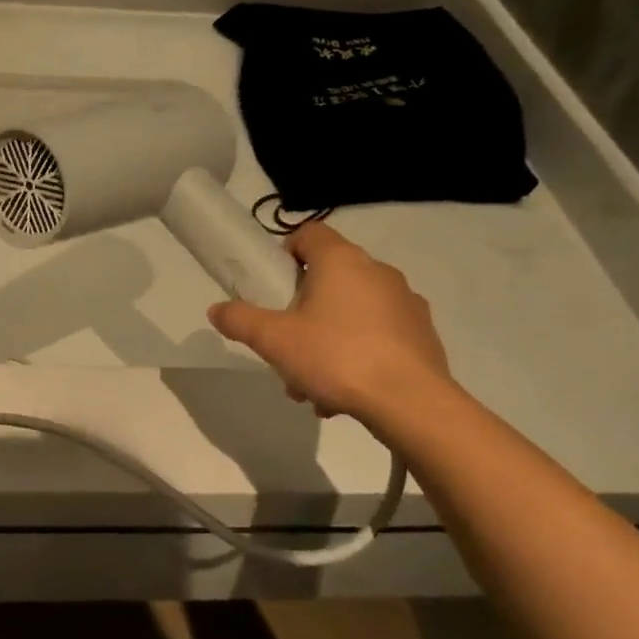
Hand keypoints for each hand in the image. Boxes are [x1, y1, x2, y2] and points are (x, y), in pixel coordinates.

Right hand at [208, 222, 453, 429]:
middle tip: (284, 344)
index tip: (271, 287)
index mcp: (342, 261)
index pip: (308, 234)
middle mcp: (377, 272)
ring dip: (324, 339)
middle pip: (327, 278)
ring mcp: (405, 302)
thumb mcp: (273, 340)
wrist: (411, 403)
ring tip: (310, 383)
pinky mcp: (422, 334)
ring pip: (350, 311)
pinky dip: (355, 353)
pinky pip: (377, 334)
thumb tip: (216, 310)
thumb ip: (240, 320)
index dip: (284, 254)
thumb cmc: (337, 357)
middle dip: (300, 311)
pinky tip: (342, 391)